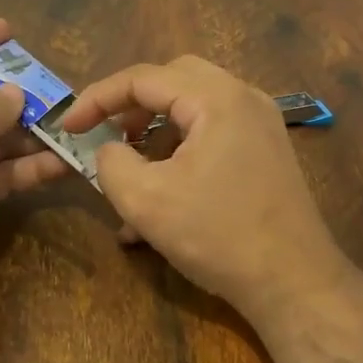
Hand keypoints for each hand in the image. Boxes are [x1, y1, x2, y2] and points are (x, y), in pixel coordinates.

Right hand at [61, 56, 351, 320]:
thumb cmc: (218, 235)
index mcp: (217, 98)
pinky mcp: (265, 153)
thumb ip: (111, 163)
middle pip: (173, 81)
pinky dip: (179, 155)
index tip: (68, 127)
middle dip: (131, 106)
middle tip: (105, 134)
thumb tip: (109, 151)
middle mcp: (243, 99)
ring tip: (128, 176)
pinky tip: (159, 203)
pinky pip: (211, 136)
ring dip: (154, 135)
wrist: (295, 283)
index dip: (97, 99)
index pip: (144, 78)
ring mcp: (260, 126)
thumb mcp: (145, 200)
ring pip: (192, 110)